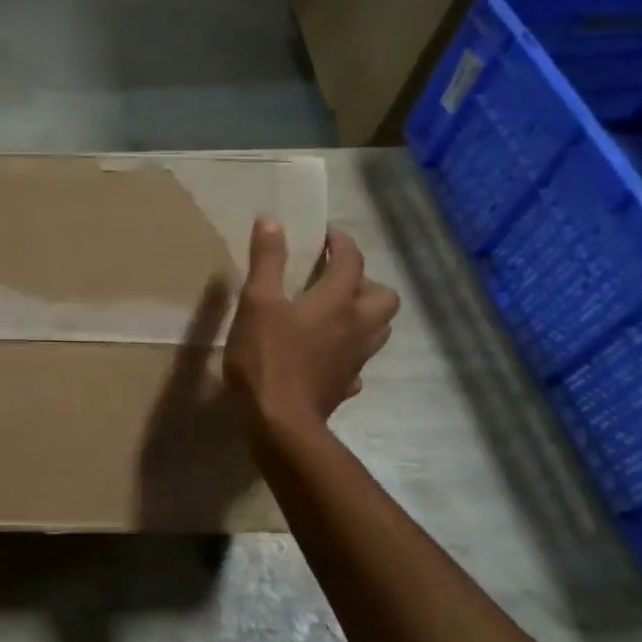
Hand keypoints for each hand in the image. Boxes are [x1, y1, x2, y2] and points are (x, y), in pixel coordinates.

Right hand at [224, 218, 399, 429]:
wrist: (281, 422)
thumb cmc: (267, 357)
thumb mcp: (257, 302)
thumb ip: (267, 261)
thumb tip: (272, 220)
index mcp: (337, 301)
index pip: (352, 260)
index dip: (341, 243)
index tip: (326, 235)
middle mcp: (357, 326)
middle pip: (384, 296)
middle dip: (365, 281)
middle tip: (335, 279)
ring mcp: (356, 359)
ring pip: (379, 329)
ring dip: (365, 314)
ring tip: (336, 312)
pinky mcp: (346, 385)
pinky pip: (358, 362)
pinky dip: (349, 352)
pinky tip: (328, 354)